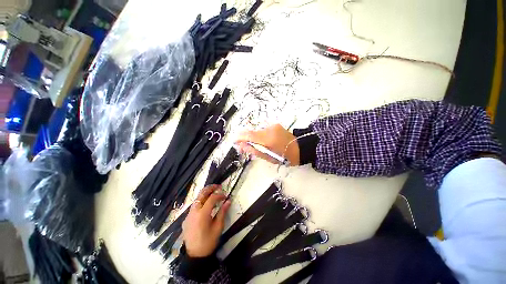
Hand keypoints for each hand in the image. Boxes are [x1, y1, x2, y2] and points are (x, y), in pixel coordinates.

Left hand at [182, 185, 230, 257]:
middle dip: (210, 188)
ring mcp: (188, 215)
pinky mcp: (186, 219)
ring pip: (196, 199)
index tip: (225, 196)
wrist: (195, 256)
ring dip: (205, 194)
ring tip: (213, 192)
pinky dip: (200, 201)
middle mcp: (194, 212)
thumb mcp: (218, 227)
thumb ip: (223, 212)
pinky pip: (194, 206)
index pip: (212, 198)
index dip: (219, 195)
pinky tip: (206, 205)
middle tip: (218, 186)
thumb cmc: (208, 242)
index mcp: (202, 214)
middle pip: (201, 194)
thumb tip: (228, 201)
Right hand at [235, 124, 299, 165]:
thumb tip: (241, 145)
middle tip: (244, 145)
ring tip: (255, 144)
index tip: (234, 141)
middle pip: (251, 131)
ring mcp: (272, 125)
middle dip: (245, 137)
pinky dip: (259, 134)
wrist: (299, 148)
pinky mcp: (275, 124)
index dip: (239, 137)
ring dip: (252, 136)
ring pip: (256, 129)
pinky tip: (262, 140)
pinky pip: (262, 128)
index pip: (248, 134)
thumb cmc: (283, 156)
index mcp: (267, 138)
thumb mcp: (267, 157)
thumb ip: (253, 150)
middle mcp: (268, 129)